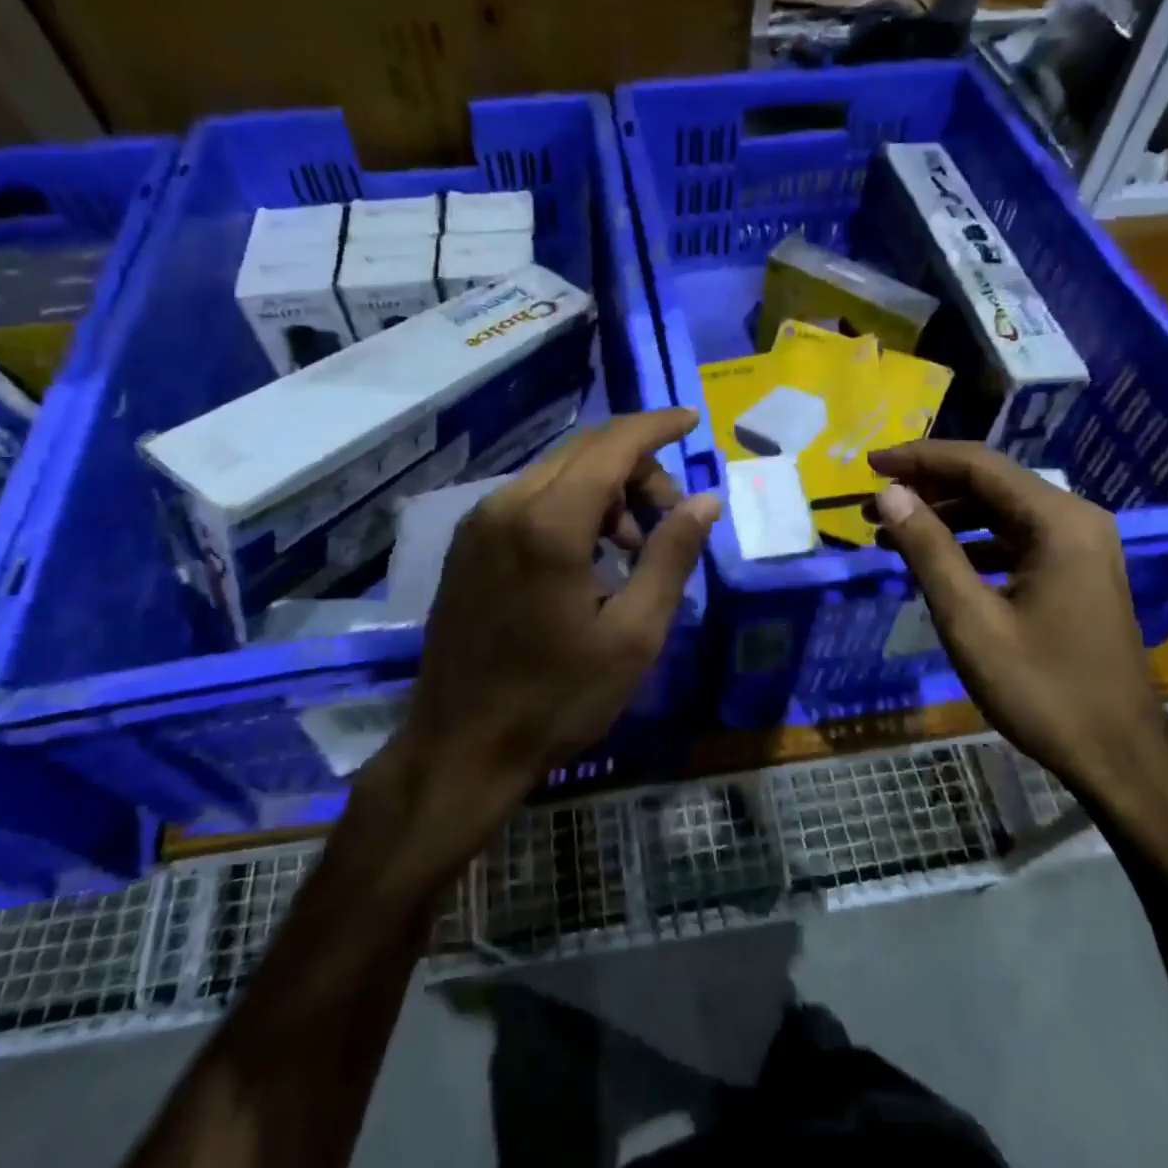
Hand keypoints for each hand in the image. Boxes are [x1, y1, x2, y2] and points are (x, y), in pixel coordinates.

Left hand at [401, 408, 719, 814]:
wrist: (462, 747)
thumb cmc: (558, 698)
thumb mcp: (634, 635)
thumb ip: (671, 557)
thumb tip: (705, 500)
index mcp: (549, 524)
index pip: (612, 445)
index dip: (656, 426)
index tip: (692, 420)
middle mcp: (506, 505)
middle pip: (584, 452)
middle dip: (637, 467)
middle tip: (670, 516)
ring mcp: (479, 523)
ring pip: (557, 473)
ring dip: (605, 490)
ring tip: (630, 548)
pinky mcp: (466, 544)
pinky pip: (529, 499)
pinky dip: (571, 507)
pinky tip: (588, 557)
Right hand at [868, 441, 1167, 800]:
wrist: (1118, 757)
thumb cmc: (1042, 689)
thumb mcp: (970, 620)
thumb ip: (929, 549)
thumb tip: (888, 493)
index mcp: (1057, 522)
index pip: (978, 465)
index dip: (919, 458)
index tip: (869, 464)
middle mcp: (1074, 520)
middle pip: (989, 482)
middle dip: (927, 488)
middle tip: (872, 505)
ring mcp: (1079, 547)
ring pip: (999, 511)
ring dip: (945, 516)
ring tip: (890, 533)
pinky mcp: (1075, 572)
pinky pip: (1013, 540)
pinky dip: (969, 543)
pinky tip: (934, 562)